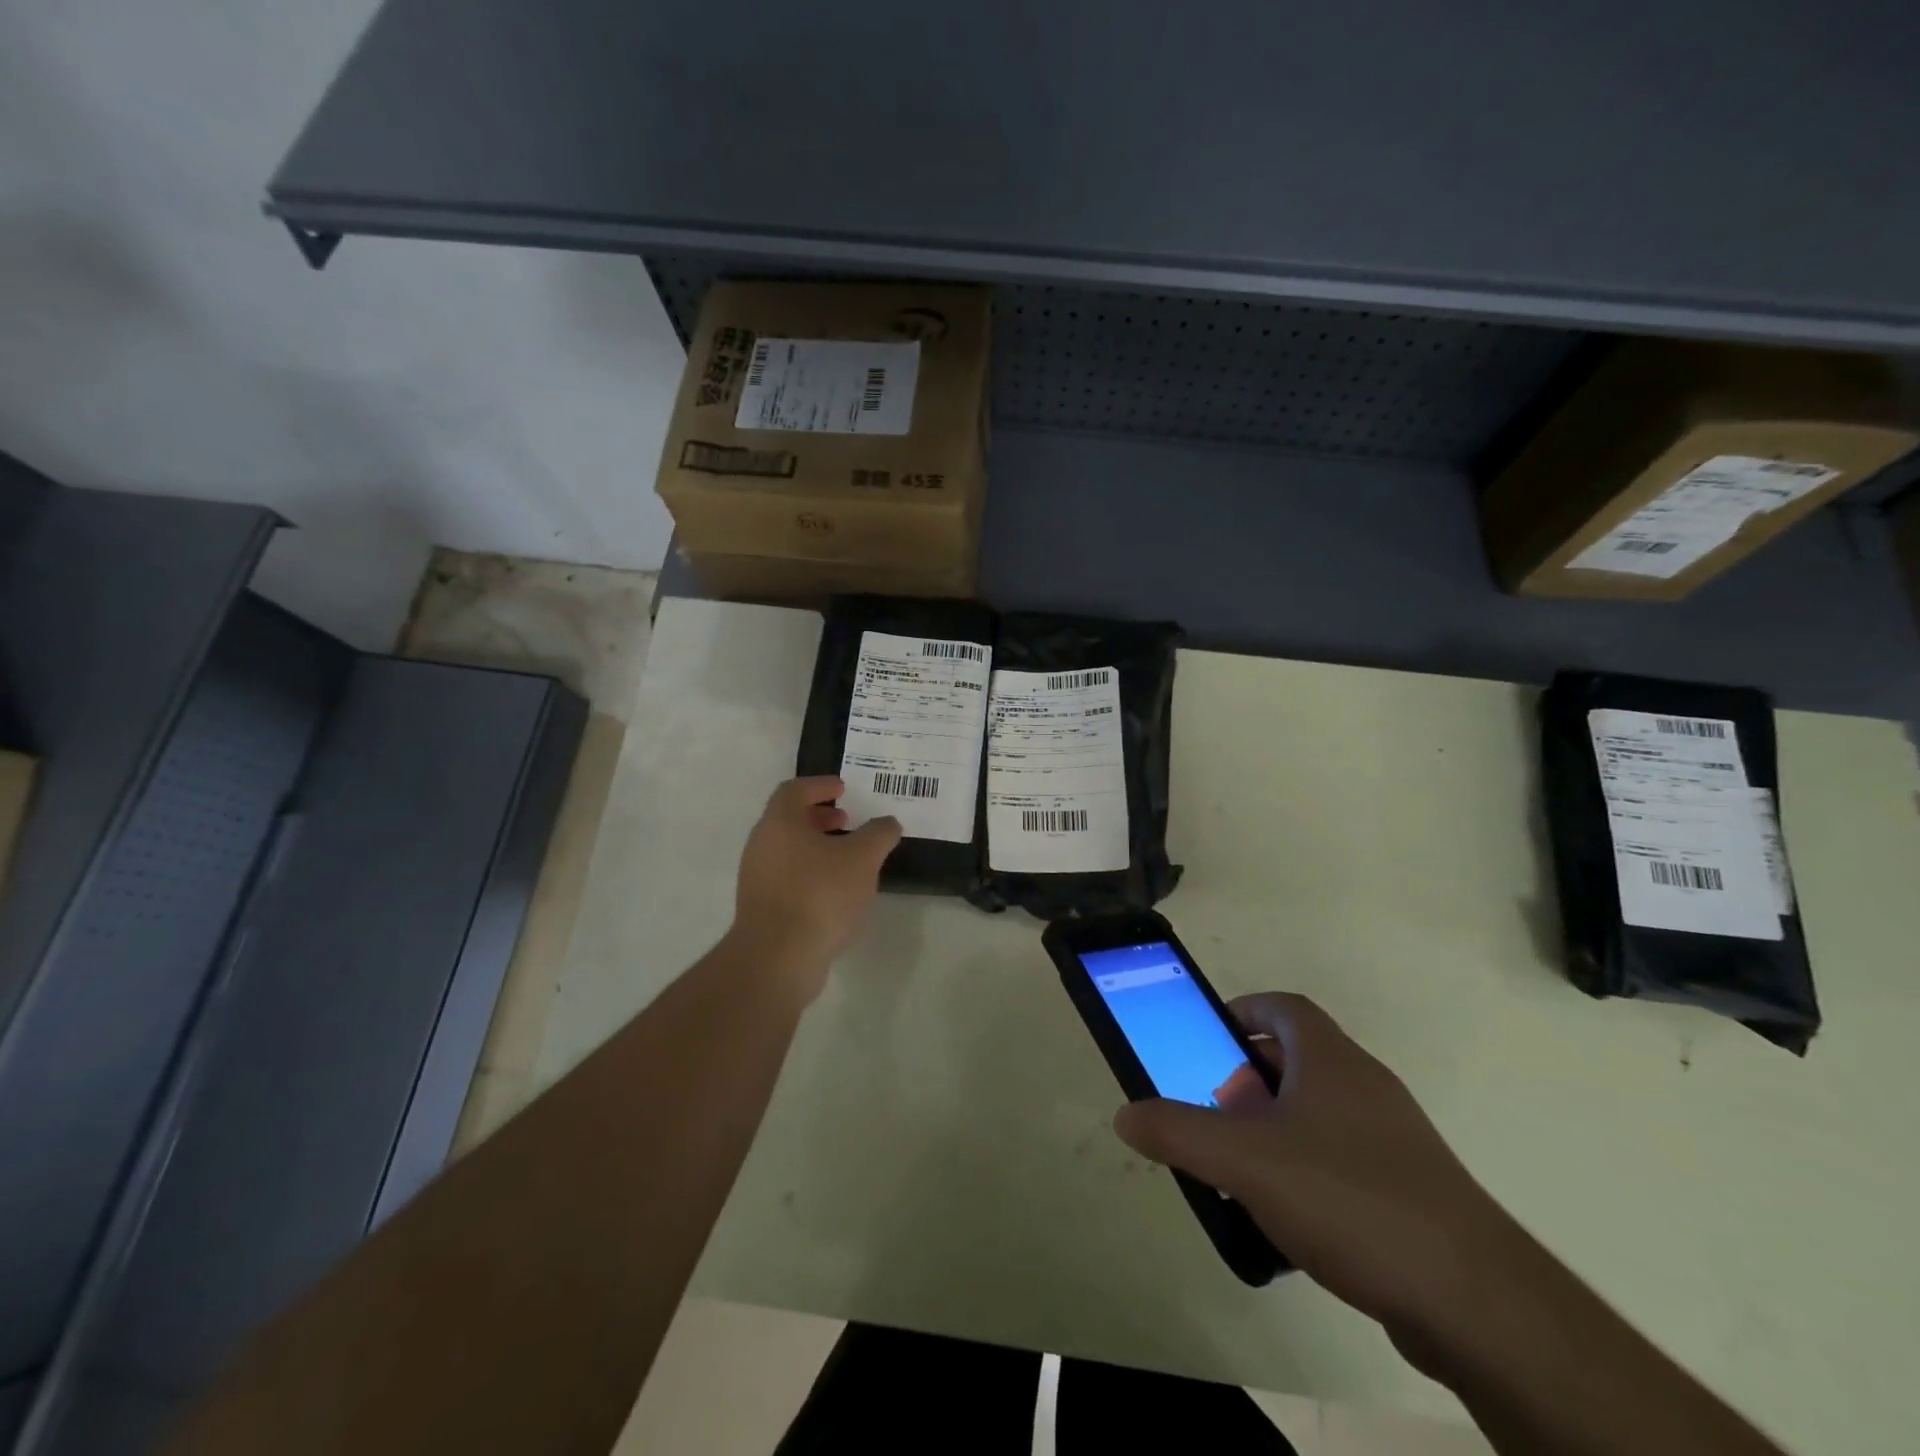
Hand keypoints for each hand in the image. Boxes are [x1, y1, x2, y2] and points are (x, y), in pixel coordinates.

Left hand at [729, 776, 900, 1000]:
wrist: (778, 958)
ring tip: (848, 858)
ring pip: (788, 851)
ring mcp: (757, 879)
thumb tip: (888, 823)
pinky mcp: (762, 909)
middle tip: (846, 819)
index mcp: (779, 823)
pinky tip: (836, 892)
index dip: (819, 785)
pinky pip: (787, 878)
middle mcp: (761, 846)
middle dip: (819, 816)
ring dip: (816, 847)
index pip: (794, 790)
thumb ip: (879, 834)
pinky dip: (811, 873)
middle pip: (788, 820)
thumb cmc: (819, 895)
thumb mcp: (862, 858)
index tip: (843, 788)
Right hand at [1114, 993, 1519, 1338]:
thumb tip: (1125, 1114)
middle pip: (1295, 1059)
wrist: (1475, 1302)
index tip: (1206, 1038)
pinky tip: (1285, 1221)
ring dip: (1273, 1129)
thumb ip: (1178, 1132)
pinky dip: (1304, 1172)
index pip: (1283, 1006)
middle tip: (1210, 1109)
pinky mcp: (1409, 1190)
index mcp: (1331, 1060)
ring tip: (1238, 1169)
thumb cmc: (1349, 1198)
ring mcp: (1393, 1139)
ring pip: (1317, 1114)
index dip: (1241, 1011)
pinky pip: (1340, 1161)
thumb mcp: (1245, 1161)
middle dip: (1245, 1078)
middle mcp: (1365, 1086)